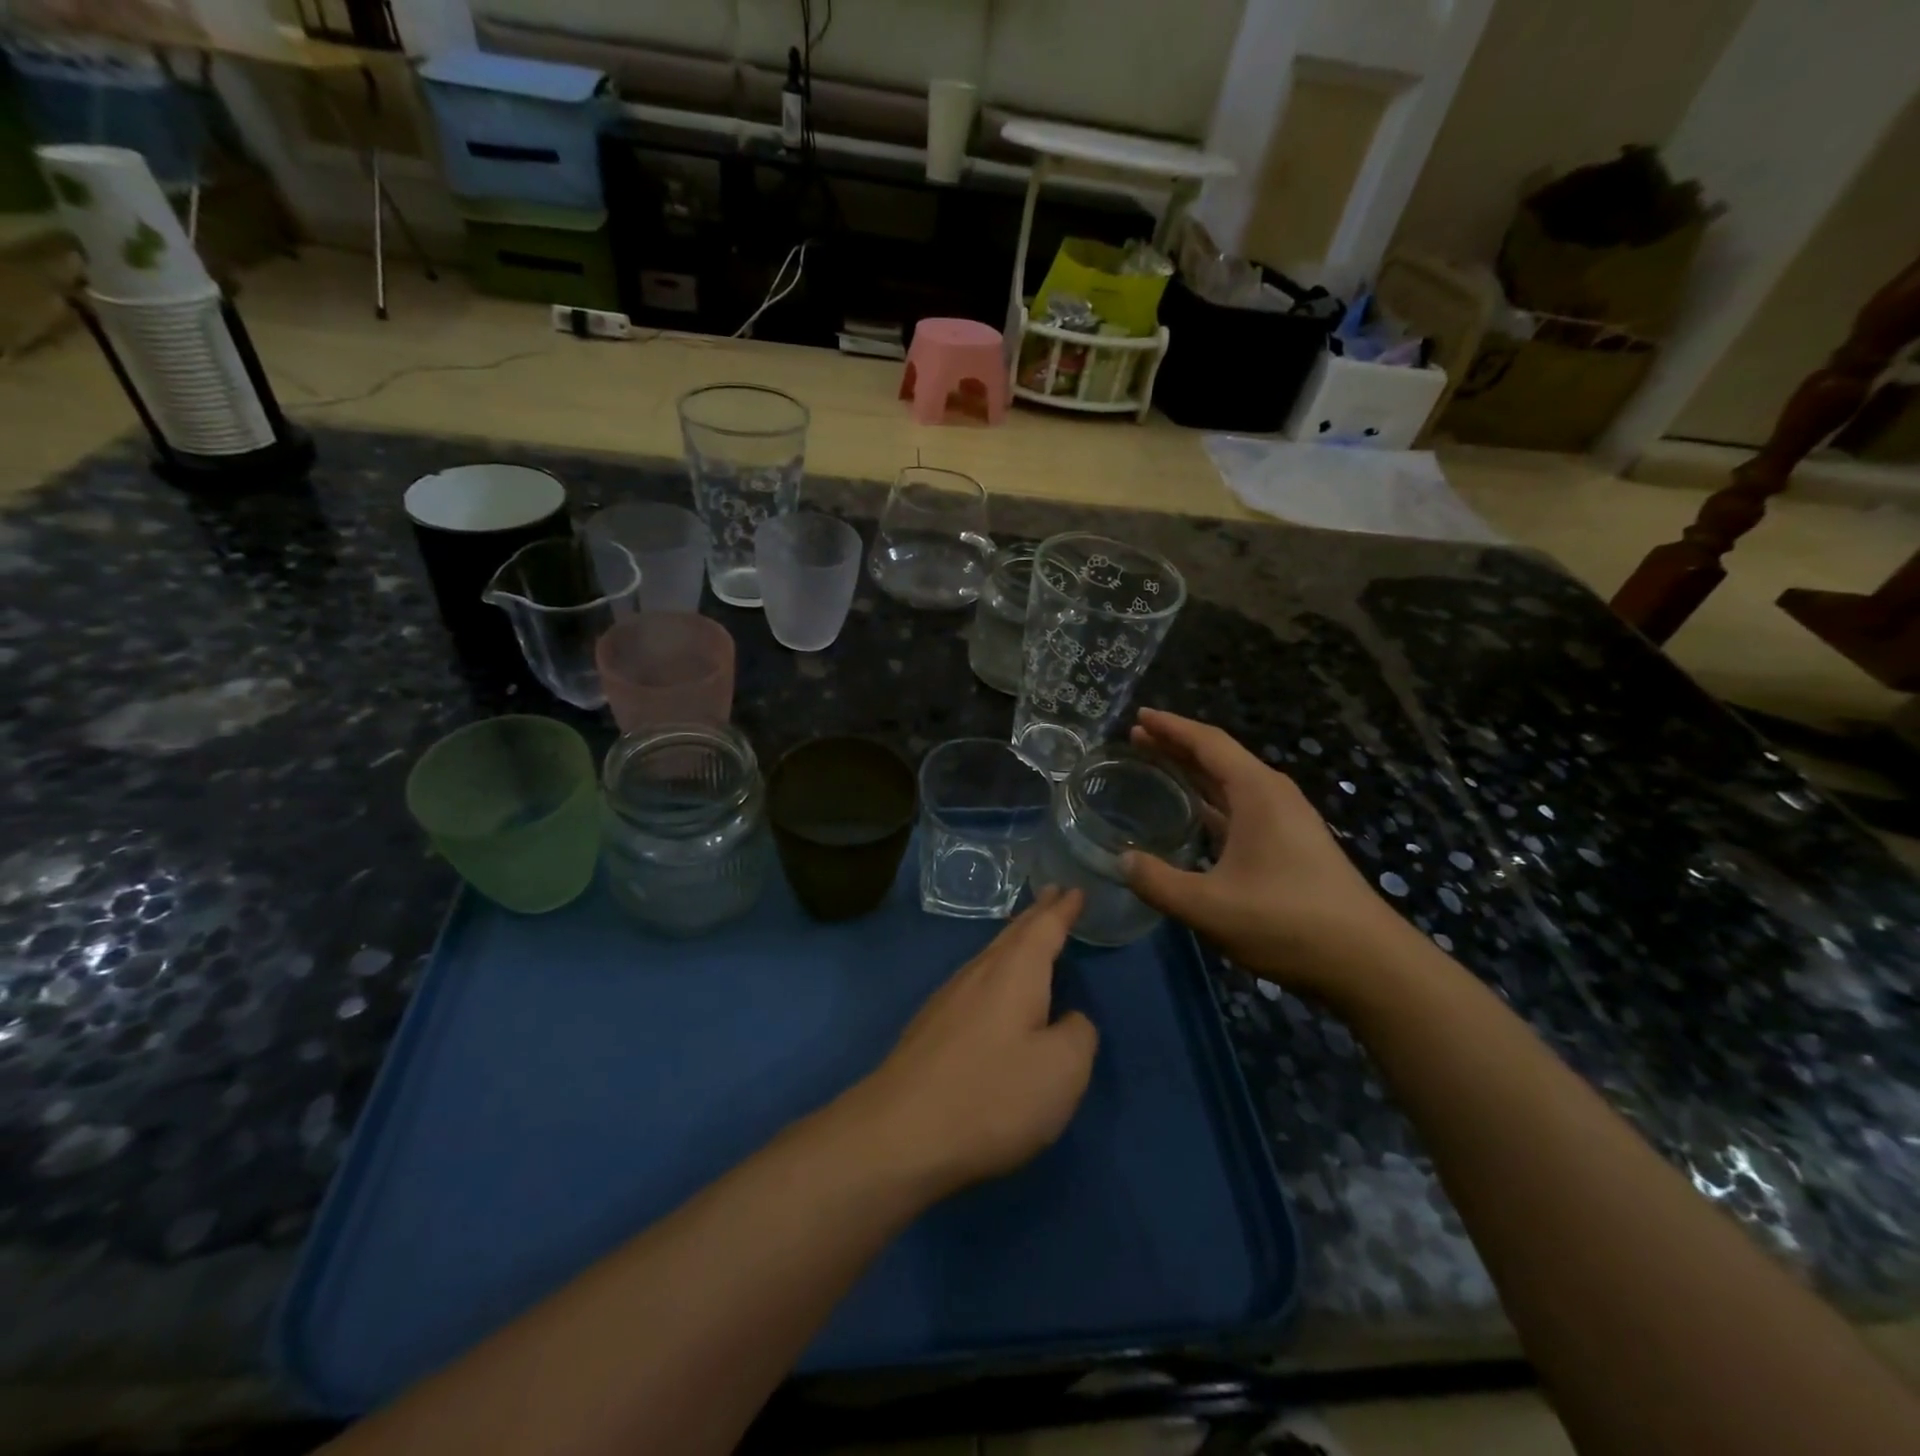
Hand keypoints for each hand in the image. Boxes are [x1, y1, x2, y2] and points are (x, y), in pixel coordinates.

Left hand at [845, 888, 1096, 1198]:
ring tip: (1029, 932)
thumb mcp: (1061, 1071)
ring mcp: (949, 998)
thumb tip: (1070, 1020)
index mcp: (1015, 973)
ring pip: (990, 956)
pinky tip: (995, 986)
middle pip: (1013, 935)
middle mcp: (979, 973)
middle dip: (1037, 914)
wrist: (900, 1133)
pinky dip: (997, 969)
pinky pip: (975, 980)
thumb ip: (1077, 1035)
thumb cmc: (992, 1096)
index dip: (1063, 909)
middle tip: (1054, 895)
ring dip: (1014, 940)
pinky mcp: (932, 1026)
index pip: (1044, 928)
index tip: (1075, 888)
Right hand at [1123, 709, 1416, 1004]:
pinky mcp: (1291, 846)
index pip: (1208, 743)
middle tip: (1136, 740)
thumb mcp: (1209, 906)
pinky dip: (1210, 803)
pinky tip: (1193, 817)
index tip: (1138, 716)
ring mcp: (1286, 821)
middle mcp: (1273, 796)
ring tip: (1156, 769)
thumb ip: (1158, 882)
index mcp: (1257, 792)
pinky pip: (1240, 809)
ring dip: (1193, 774)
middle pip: (1219, 758)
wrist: (1367, 963)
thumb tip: (1122, 860)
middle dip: (1177, 746)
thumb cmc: (1287, 923)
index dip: (1171, 727)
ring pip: (1231, 784)